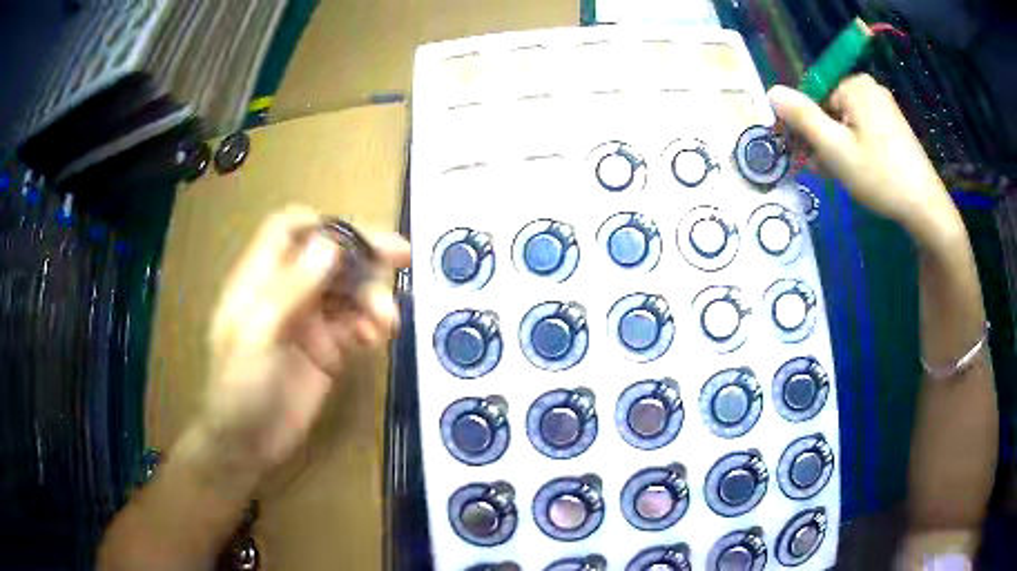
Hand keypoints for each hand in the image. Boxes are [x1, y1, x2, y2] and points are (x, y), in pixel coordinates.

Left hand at [199, 205, 409, 474]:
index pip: (289, 228)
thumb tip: (331, 244)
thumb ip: (290, 289)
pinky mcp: (327, 348)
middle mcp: (286, 290)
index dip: (322, 223)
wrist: (247, 447)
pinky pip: (356, 323)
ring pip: (348, 288)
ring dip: (372, 296)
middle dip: (364, 254)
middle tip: (403, 257)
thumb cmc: (238, 390)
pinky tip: (374, 338)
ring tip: (386, 321)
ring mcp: (309, 319)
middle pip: (329, 254)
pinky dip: (370, 325)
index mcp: (260, 278)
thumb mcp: (257, 337)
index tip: (357, 236)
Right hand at [768, 74, 963, 248]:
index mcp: (854, 85)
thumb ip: (802, 117)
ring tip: (841, 176)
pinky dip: (856, 147)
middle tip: (825, 170)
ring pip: (848, 121)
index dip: (807, 126)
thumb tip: (771, 91)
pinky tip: (859, 171)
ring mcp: (885, 107)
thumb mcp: (835, 148)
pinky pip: (865, 129)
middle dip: (824, 137)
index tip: (807, 155)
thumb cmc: (879, 176)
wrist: (925, 208)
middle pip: (832, 108)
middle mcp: (870, 88)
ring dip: (839, 146)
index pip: (815, 96)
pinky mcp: (895, 126)